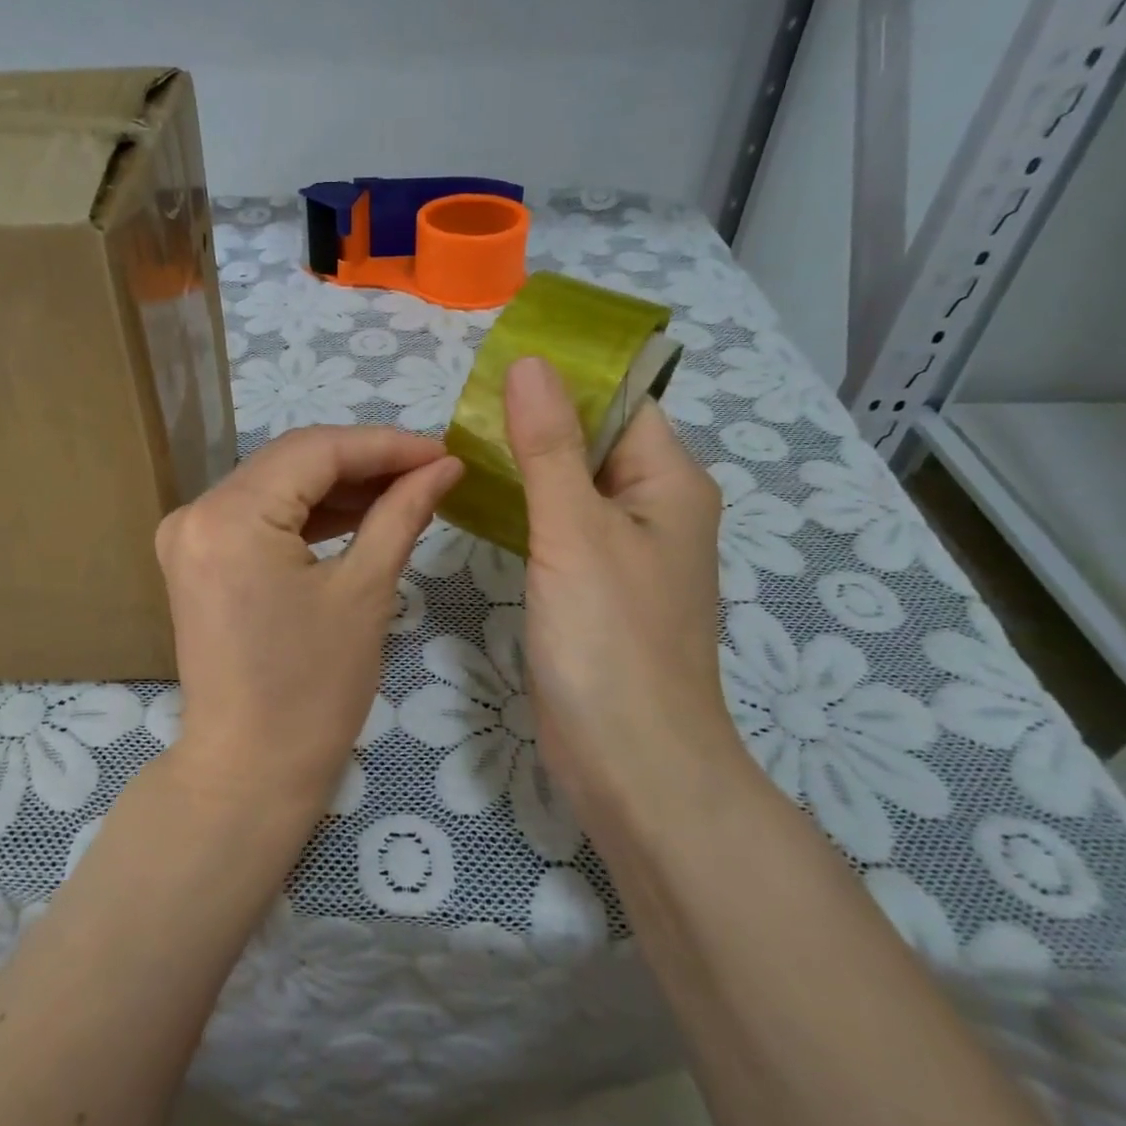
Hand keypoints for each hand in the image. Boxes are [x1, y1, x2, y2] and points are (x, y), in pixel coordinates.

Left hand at [155, 425, 462, 818]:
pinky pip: (259, 517)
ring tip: (405, 489)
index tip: (443, 450)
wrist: (249, 772)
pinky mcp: (197, 559)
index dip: (385, 444)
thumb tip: (444, 466)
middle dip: (364, 462)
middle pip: (292, 461)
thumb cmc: (313, 692)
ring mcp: (189, 535)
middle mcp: (197, 511)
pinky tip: (359, 513)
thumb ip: (401, 513)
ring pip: (277, 485)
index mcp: (230, 515)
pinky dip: (307, 514)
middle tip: (430, 469)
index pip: (316, 450)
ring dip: (338, 486)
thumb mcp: (365, 593)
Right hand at [503, 355, 746, 842]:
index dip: (563, 377)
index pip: (619, 401)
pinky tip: (479, 502)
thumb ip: (549, 445)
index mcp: (668, 482)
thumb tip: (528, 362)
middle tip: (458, 408)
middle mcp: (653, 509)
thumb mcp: (574, 531)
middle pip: (592, 440)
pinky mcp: (595, 588)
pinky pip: (560, 527)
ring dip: (525, 464)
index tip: (491, 366)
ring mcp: (623, 553)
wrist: (632, 763)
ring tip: (457, 444)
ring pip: (571, 486)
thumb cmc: (610, 640)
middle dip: (534, 419)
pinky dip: (525, 508)